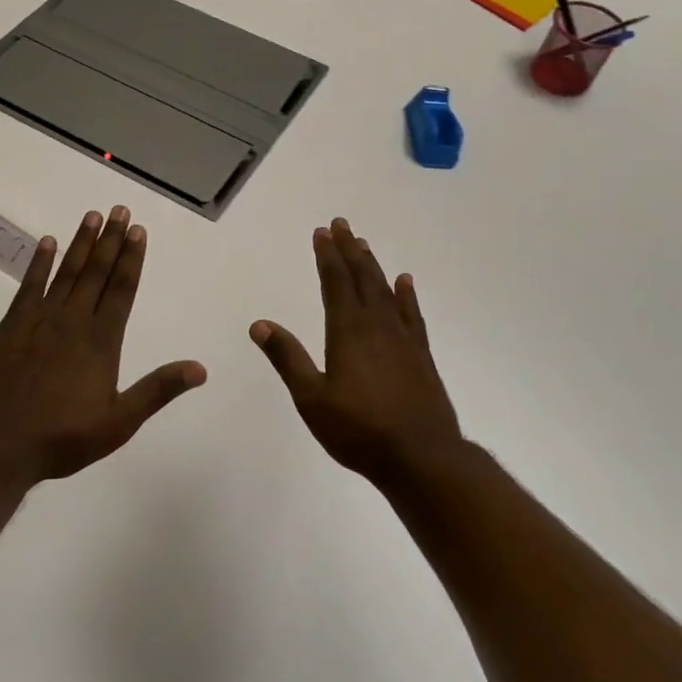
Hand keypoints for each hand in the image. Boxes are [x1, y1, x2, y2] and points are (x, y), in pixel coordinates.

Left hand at [0, 205, 206, 483]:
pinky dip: (39, 263)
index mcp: (101, 341)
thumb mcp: (118, 422)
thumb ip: (157, 390)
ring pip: (67, 272)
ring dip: (81, 243)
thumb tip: (200, 369)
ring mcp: (40, 320)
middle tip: (120, 210)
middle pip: (97, 272)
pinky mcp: (12, 325)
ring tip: (93, 216)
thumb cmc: (61, 437)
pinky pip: (29, 285)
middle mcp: (73, 321)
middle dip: (111, 240)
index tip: (139, 231)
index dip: (132, 258)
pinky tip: (47, 243)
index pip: (122, 289)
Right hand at [251, 218, 462, 483]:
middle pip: (361, 278)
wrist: (421, 457)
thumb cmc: (359, 430)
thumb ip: (287, 358)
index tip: (321, 232)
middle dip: (349, 250)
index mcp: (347, 332)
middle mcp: (376, 326)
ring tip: (363, 244)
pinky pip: (411, 314)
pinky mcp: (420, 355)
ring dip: (372, 265)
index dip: (327, 256)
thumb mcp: (312, 399)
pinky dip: (406, 295)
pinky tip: (405, 282)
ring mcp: (402, 339)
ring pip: (385, 291)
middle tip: (341, 224)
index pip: (334, 283)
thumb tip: (259, 324)